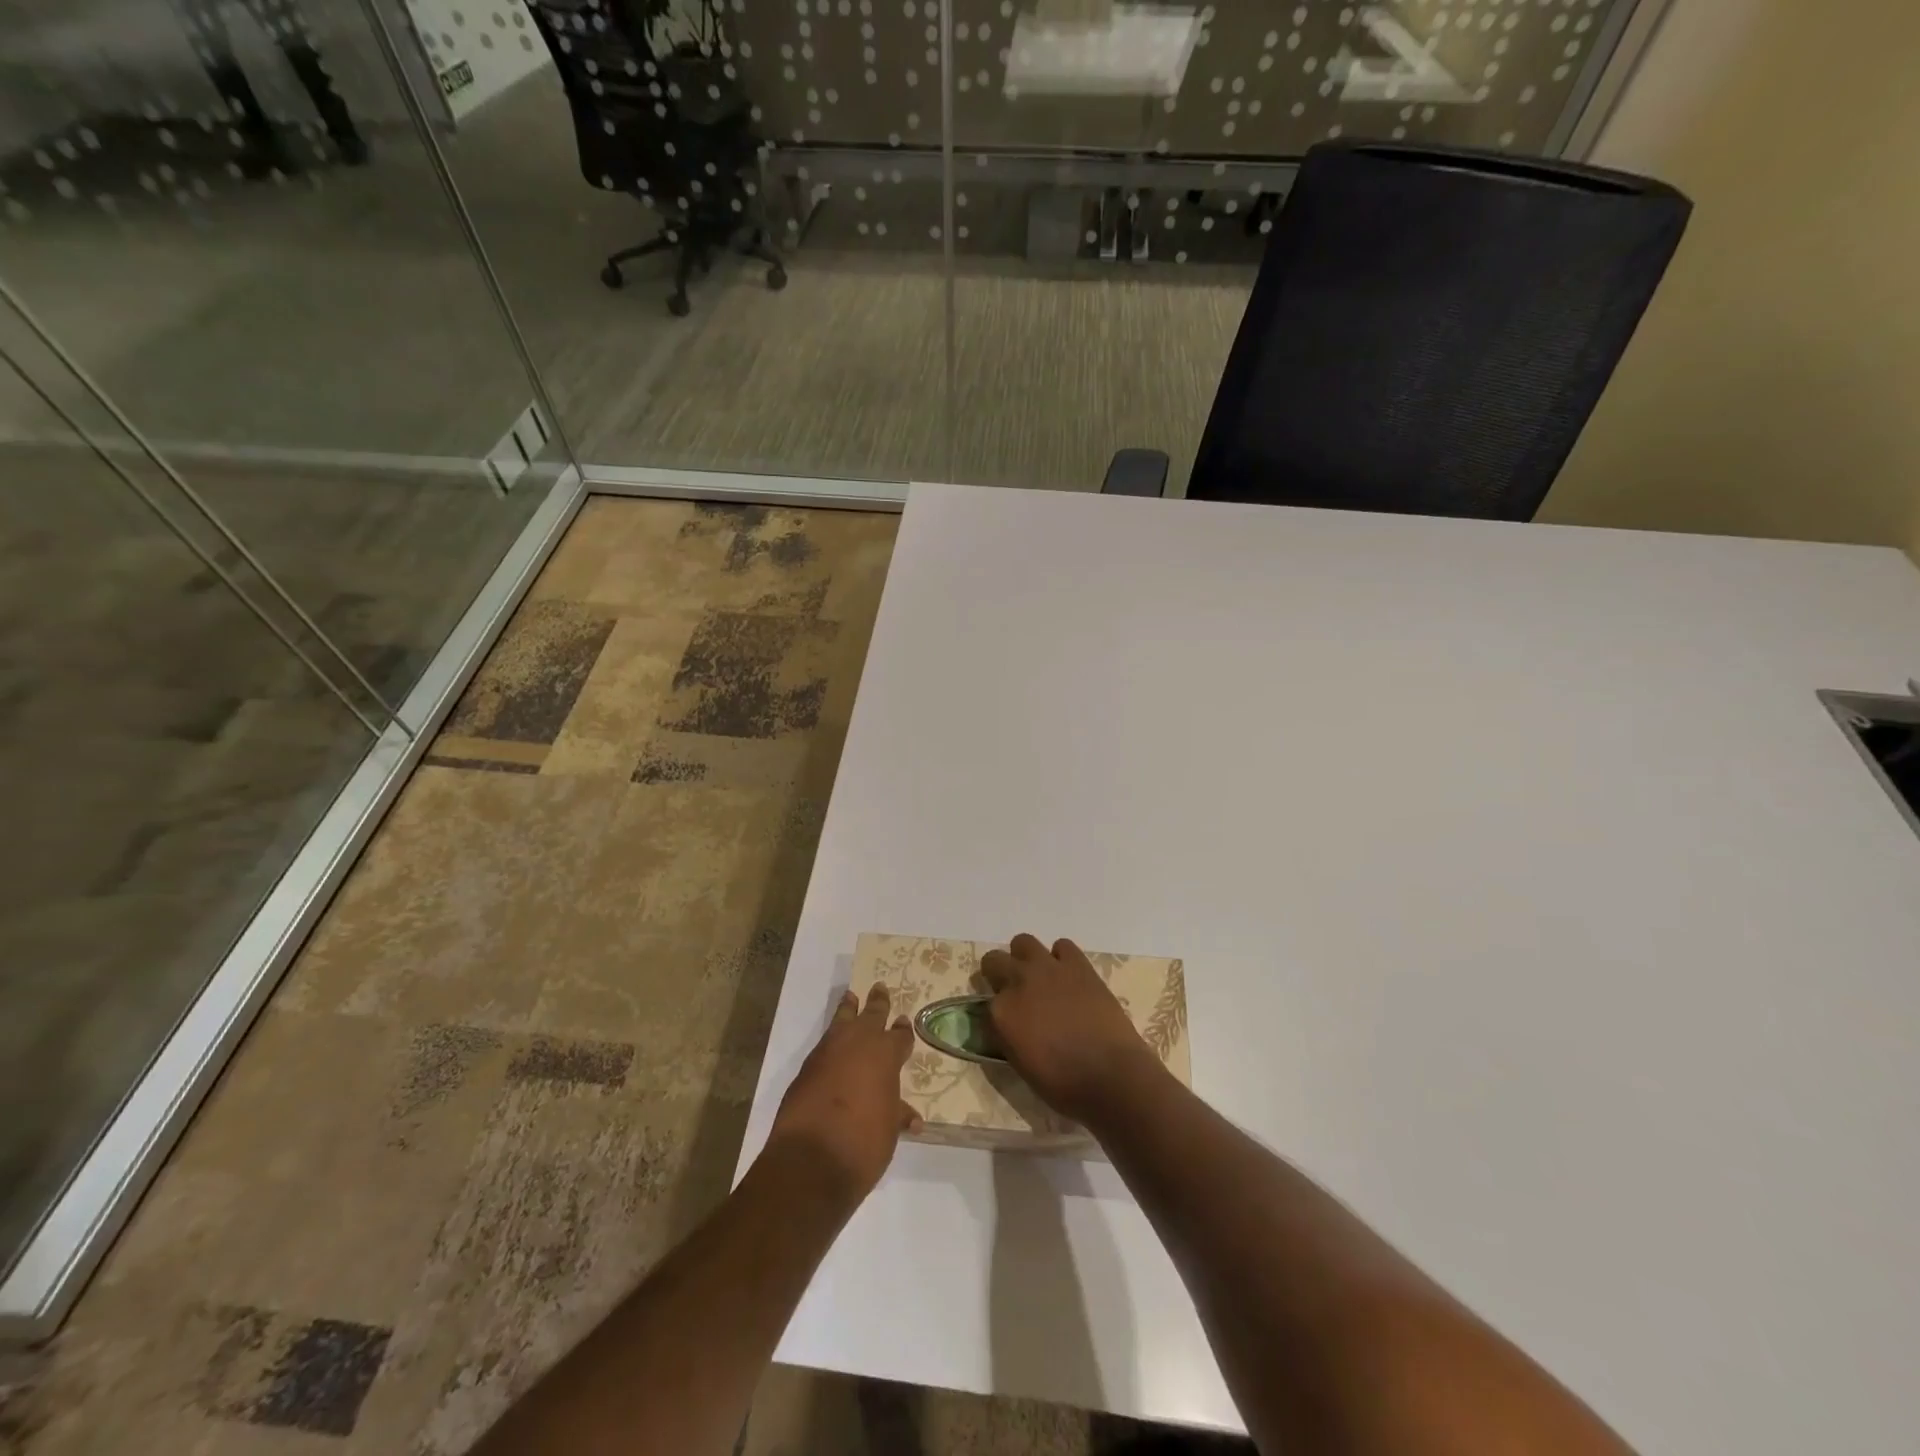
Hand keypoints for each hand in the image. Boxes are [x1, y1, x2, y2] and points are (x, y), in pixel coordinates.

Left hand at [765, 985, 921, 1204]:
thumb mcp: (888, 1130)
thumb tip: (912, 1118)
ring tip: (850, 997)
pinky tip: (833, 1042)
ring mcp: (829, 1052)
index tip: (904, 1022)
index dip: (903, 1031)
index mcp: (886, 1055)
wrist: (812, 1158)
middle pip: (871, 1015)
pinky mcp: (807, 1066)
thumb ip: (897, 1115)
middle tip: (879, 987)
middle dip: (877, 1003)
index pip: (899, 1037)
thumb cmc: (863, 1142)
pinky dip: (831, 1037)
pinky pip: (824, 1042)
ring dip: (848, 1009)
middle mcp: (859, 1044)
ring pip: (842, 1019)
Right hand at [981, 934, 1162, 1123]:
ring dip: (1025, 958)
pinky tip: (1067, 977)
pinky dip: (1061, 958)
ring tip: (1039, 978)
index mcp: (1001, 1013)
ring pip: (1023, 942)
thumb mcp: (1020, 1065)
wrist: (1111, 1076)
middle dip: (999, 975)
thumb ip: (1007, 1037)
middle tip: (1015, 994)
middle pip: (993, 961)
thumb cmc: (1064, 1084)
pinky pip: (1062, 946)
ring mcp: (1049, 969)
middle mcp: (1019, 982)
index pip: (984, 1003)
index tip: (1005, 1023)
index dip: (995, 1012)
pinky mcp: (1078, 964)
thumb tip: (1007, 1026)